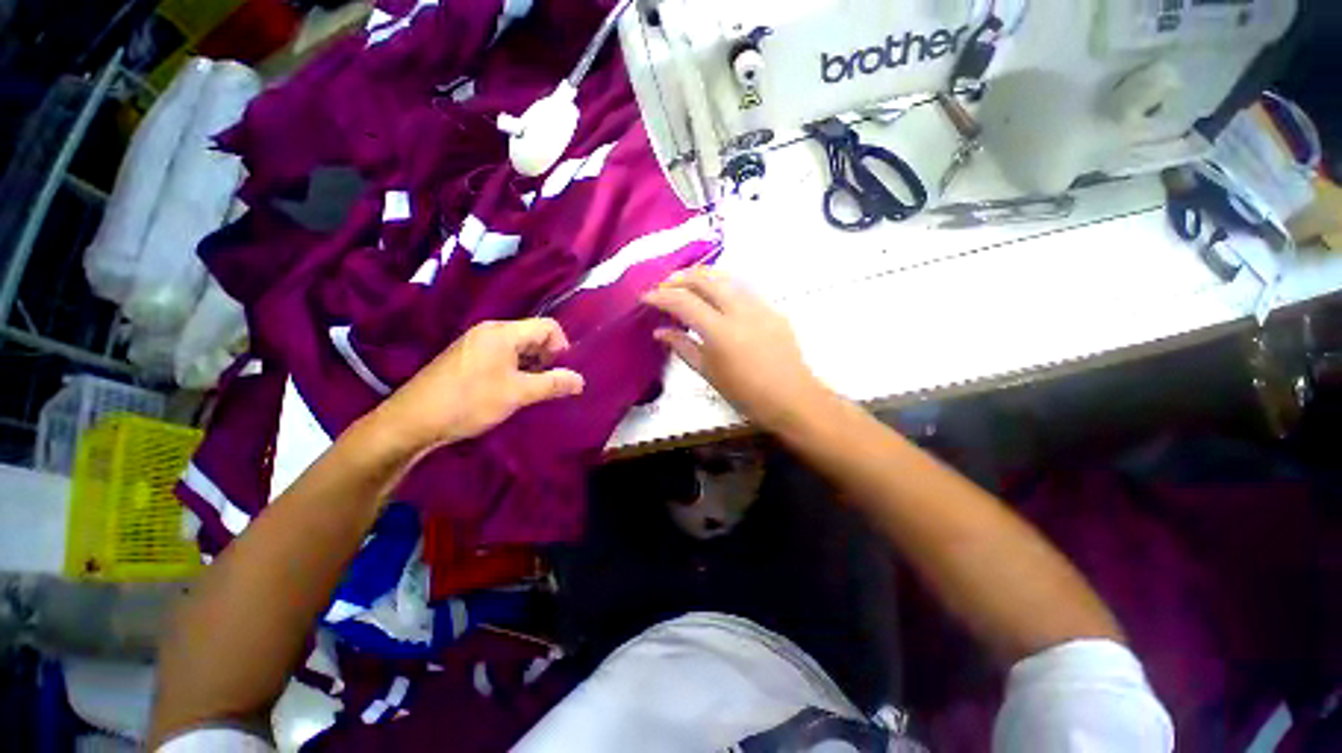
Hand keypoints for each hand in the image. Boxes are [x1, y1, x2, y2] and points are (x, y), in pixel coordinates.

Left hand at [368, 319, 584, 453]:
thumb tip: (580, 380)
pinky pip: (502, 355)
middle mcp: (490, 331)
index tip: (559, 372)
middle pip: (533, 334)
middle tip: (546, 383)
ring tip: (529, 389)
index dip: (561, 347)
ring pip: (518, 346)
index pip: (547, 326)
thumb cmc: (470, 401)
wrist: (413, 420)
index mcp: (503, 332)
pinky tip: (509, 389)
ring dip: (531, 365)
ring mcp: (476, 343)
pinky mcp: (467, 357)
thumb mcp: (517, 393)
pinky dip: (514, 368)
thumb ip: (552, 384)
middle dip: (546, 357)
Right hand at [643, 267, 827, 431]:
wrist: (791, 397)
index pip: (683, 301)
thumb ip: (683, 347)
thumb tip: (660, 331)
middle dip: (679, 278)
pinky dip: (723, 284)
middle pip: (704, 278)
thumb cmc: (746, 393)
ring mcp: (759, 306)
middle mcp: (739, 310)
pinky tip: (717, 295)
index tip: (646, 297)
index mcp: (719, 331)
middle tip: (664, 286)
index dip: (660, 296)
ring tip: (687, 283)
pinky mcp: (772, 308)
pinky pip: (743, 287)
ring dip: (701, 275)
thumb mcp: (708, 373)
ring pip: (726, 277)